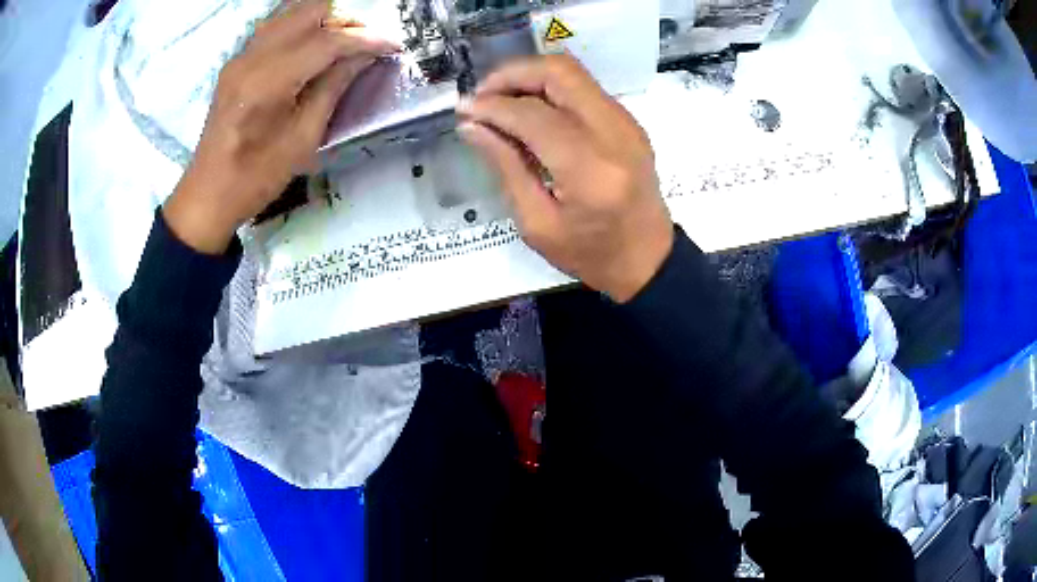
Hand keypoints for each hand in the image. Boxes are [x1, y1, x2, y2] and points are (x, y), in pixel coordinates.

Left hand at [163, 0, 398, 253]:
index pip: (327, 41)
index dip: (366, 39)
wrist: (208, 194)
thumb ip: (333, 86)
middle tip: (367, 42)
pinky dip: (303, 26)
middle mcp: (252, 57)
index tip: (393, 45)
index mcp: (268, 82)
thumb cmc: (256, 178)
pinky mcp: (237, 61)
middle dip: (347, 20)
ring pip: (293, 11)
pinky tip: (315, 45)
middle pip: (310, 11)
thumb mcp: (303, 138)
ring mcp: (241, 56)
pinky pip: (277, 26)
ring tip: (345, 41)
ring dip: (325, 19)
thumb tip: (365, 55)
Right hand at [457, 55, 673, 302]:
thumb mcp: (537, 223)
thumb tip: (471, 125)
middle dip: (513, 74)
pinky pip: (584, 88)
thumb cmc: (590, 254)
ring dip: (531, 77)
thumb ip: (505, 166)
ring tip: (500, 101)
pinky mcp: (629, 122)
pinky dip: (551, 89)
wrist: (648, 259)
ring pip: (573, 73)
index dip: (492, 106)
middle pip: (559, 72)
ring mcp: (627, 123)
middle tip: (483, 95)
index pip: (533, 115)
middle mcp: (614, 134)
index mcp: (589, 169)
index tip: (464, 109)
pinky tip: (530, 111)